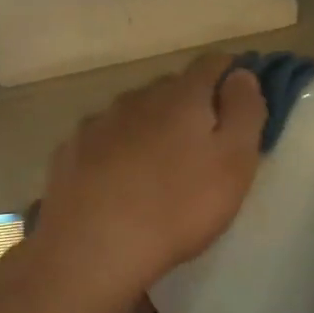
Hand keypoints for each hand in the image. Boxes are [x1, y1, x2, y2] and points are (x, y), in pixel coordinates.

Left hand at [26, 52, 267, 303]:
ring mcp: (97, 123)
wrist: (94, 248)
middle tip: (202, 146)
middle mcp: (136, 97)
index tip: (240, 100)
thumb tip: (241, 74)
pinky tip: (117, 182)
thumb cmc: (178, 208)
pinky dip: (115, 152)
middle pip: (170, 88)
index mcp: (181, 96)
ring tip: (157, 168)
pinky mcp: (69, 152)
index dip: (231, 75)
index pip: (212, 64)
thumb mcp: (234, 163)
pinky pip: (102, 141)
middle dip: (190, 106)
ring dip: (150, 129)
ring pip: (133, 114)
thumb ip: (244, 112)